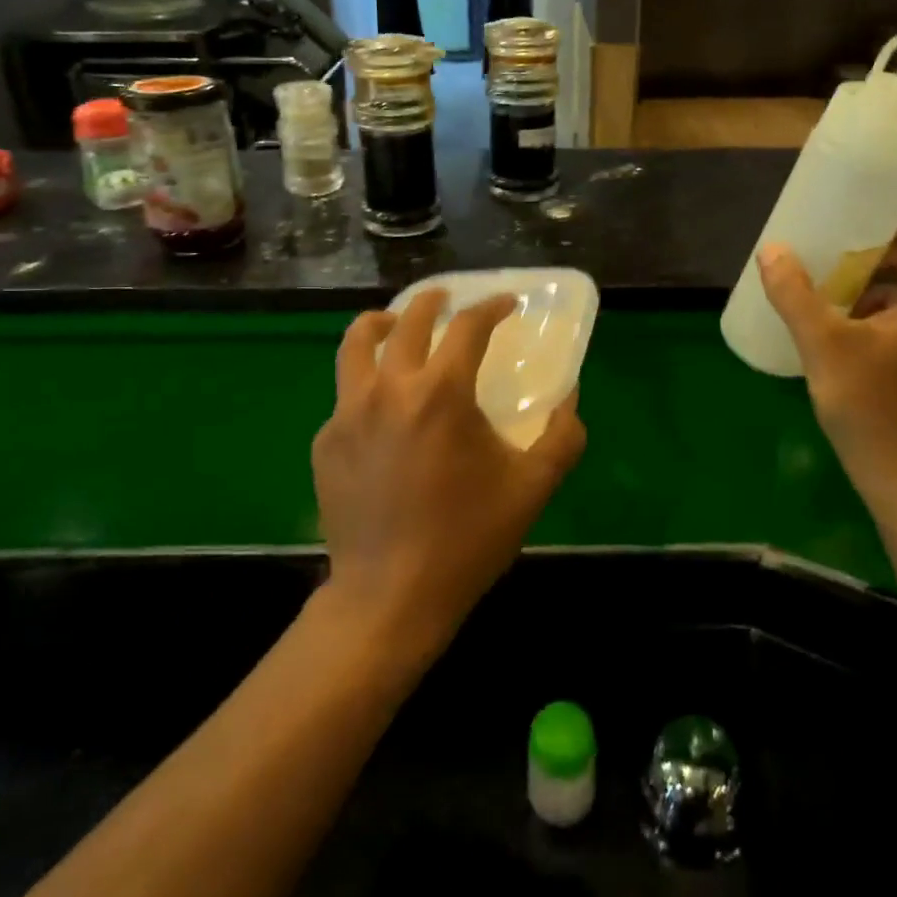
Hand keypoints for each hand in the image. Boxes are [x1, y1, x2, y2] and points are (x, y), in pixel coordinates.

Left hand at [312, 290, 586, 661]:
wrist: (390, 596)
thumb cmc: (466, 538)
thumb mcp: (531, 488)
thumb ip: (561, 437)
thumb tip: (570, 401)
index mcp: (441, 393)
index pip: (467, 327)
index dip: (491, 307)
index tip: (506, 303)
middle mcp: (388, 389)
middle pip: (408, 320)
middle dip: (433, 301)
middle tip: (448, 300)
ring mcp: (348, 413)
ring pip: (356, 344)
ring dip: (381, 324)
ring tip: (394, 324)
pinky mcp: (326, 441)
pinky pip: (346, 395)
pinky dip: (366, 383)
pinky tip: (382, 409)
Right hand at [757, 212, 896, 508]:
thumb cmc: (871, 406)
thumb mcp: (823, 344)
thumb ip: (795, 294)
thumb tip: (771, 250)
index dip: (893, 219)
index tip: (850, 220)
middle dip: (874, 254)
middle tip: (828, 253)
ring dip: (874, 285)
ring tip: (827, 288)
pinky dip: (881, 313)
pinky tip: (842, 327)